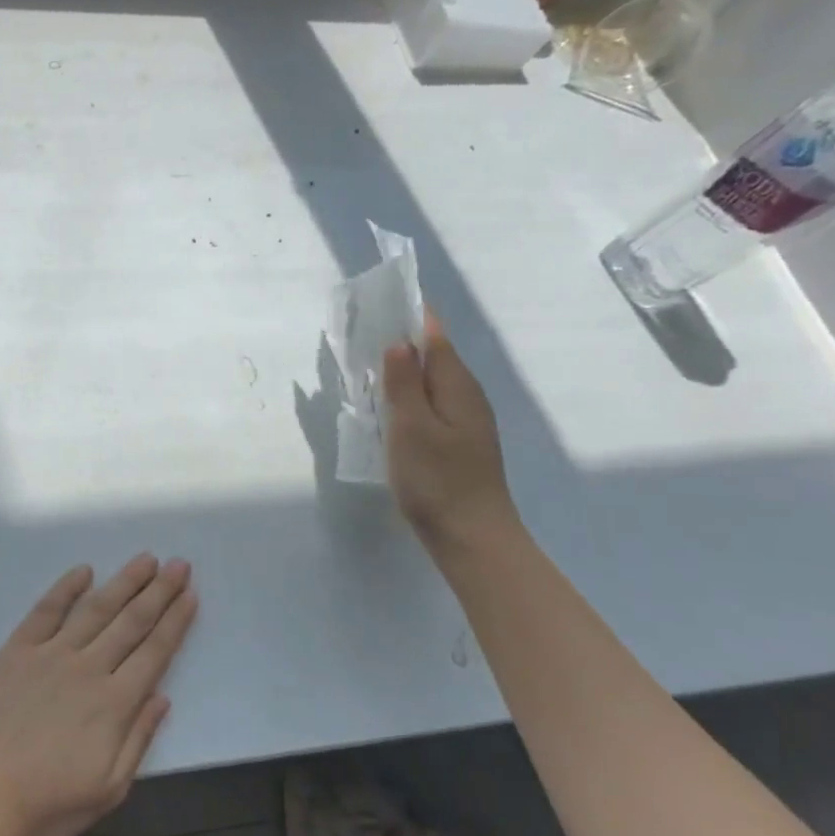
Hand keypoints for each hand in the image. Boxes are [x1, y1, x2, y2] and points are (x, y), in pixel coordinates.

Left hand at [0, 555, 197, 835]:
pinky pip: (46, 610)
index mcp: (115, 703)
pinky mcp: (17, 649)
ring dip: (124, 582)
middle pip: (132, 622)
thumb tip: (162, 698)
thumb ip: (138, 739)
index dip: (175, 622)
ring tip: (146, 560)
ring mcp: (51, 654)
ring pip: (96, 609)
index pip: (155, 652)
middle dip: (159, 591)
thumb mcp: (108, 789)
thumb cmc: (47, 803)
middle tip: (179, 564)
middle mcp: (88, 668)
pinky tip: (83, 570)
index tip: (191, 595)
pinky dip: (66, 588)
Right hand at [383, 311, 517, 547]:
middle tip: (363, 329)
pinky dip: (408, 393)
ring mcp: (464, 420)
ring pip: (432, 380)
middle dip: (404, 338)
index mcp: (457, 386)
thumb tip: (398, 342)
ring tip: (369, 361)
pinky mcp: (456, 440)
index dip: (412, 315)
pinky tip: (388, 404)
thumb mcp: (411, 428)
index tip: (382, 300)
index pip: (435, 336)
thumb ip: (403, 384)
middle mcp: (466, 396)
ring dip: (404, 367)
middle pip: (435, 355)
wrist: (471, 535)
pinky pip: (430, 402)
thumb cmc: (438, 480)